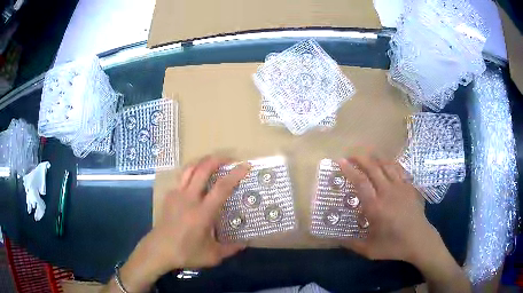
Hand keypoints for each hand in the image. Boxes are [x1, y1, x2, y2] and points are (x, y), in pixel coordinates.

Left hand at [109, 156, 249, 292]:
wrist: (158, 250)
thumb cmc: (186, 253)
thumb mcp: (212, 256)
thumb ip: (230, 249)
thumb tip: (245, 244)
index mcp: (203, 212)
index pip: (222, 187)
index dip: (235, 174)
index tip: (245, 166)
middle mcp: (189, 198)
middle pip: (203, 169)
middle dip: (217, 159)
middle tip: (229, 159)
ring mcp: (177, 195)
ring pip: (189, 169)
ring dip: (203, 162)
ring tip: (213, 162)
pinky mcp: (169, 196)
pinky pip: (181, 178)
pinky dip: (191, 173)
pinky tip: (196, 181)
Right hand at [337, 154, 470, 292]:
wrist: (419, 240)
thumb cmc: (394, 245)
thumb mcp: (369, 250)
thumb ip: (351, 243)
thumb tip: (334, 238)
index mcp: (375, 207)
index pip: (360, 182)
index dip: (349, 170)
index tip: (341, 161)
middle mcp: (387, 192)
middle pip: (373, 168)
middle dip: (360, 158)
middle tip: (351, 155)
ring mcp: (401, 187)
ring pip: (387, 165)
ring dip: (375, 158)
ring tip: (367, 156)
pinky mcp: (410, 187)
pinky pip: (399, 169)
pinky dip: (390, 163)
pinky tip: (386, 163)